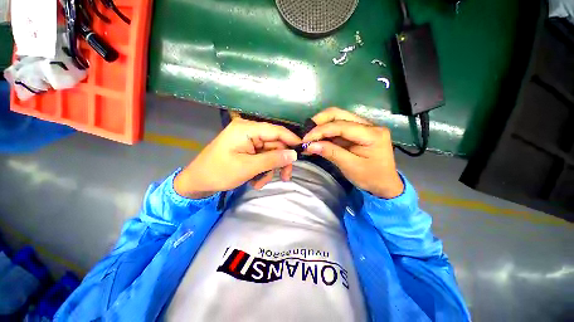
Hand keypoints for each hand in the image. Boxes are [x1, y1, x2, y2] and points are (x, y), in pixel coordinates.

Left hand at [174, 119, 300, 197]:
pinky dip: (262, 170)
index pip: (276, 130)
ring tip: (260, 183)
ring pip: (270, 153)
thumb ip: (273, 159)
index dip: (291, 139)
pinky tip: (255, 181)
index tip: (303, 150)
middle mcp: (249, 131)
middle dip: (279, 161)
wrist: (198, 182)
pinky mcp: (247, 150)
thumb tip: (294, 154)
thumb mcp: (248, 167)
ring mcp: (248, 141)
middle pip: (275, 144)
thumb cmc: (219, 172)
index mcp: (246, 129)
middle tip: (285, 177)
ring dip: (269, 169)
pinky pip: (262, 158)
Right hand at [303, 108, 403, 198]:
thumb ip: (331, 153)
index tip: (305, 139)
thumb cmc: (371, 178)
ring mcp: (363, 127)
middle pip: (339, 114)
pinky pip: (338, 128)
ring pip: (337, 118)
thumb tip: (310, 146)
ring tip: (309, 137)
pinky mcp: (356, 132)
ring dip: (321, 126)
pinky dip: (325, 133)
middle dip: (319, 122)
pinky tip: (317, 139)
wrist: (385, 184)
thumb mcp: (350, 167)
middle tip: (306, 134)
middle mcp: (369, 125)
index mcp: (372, 134)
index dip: (320, 131)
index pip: (341, 125)